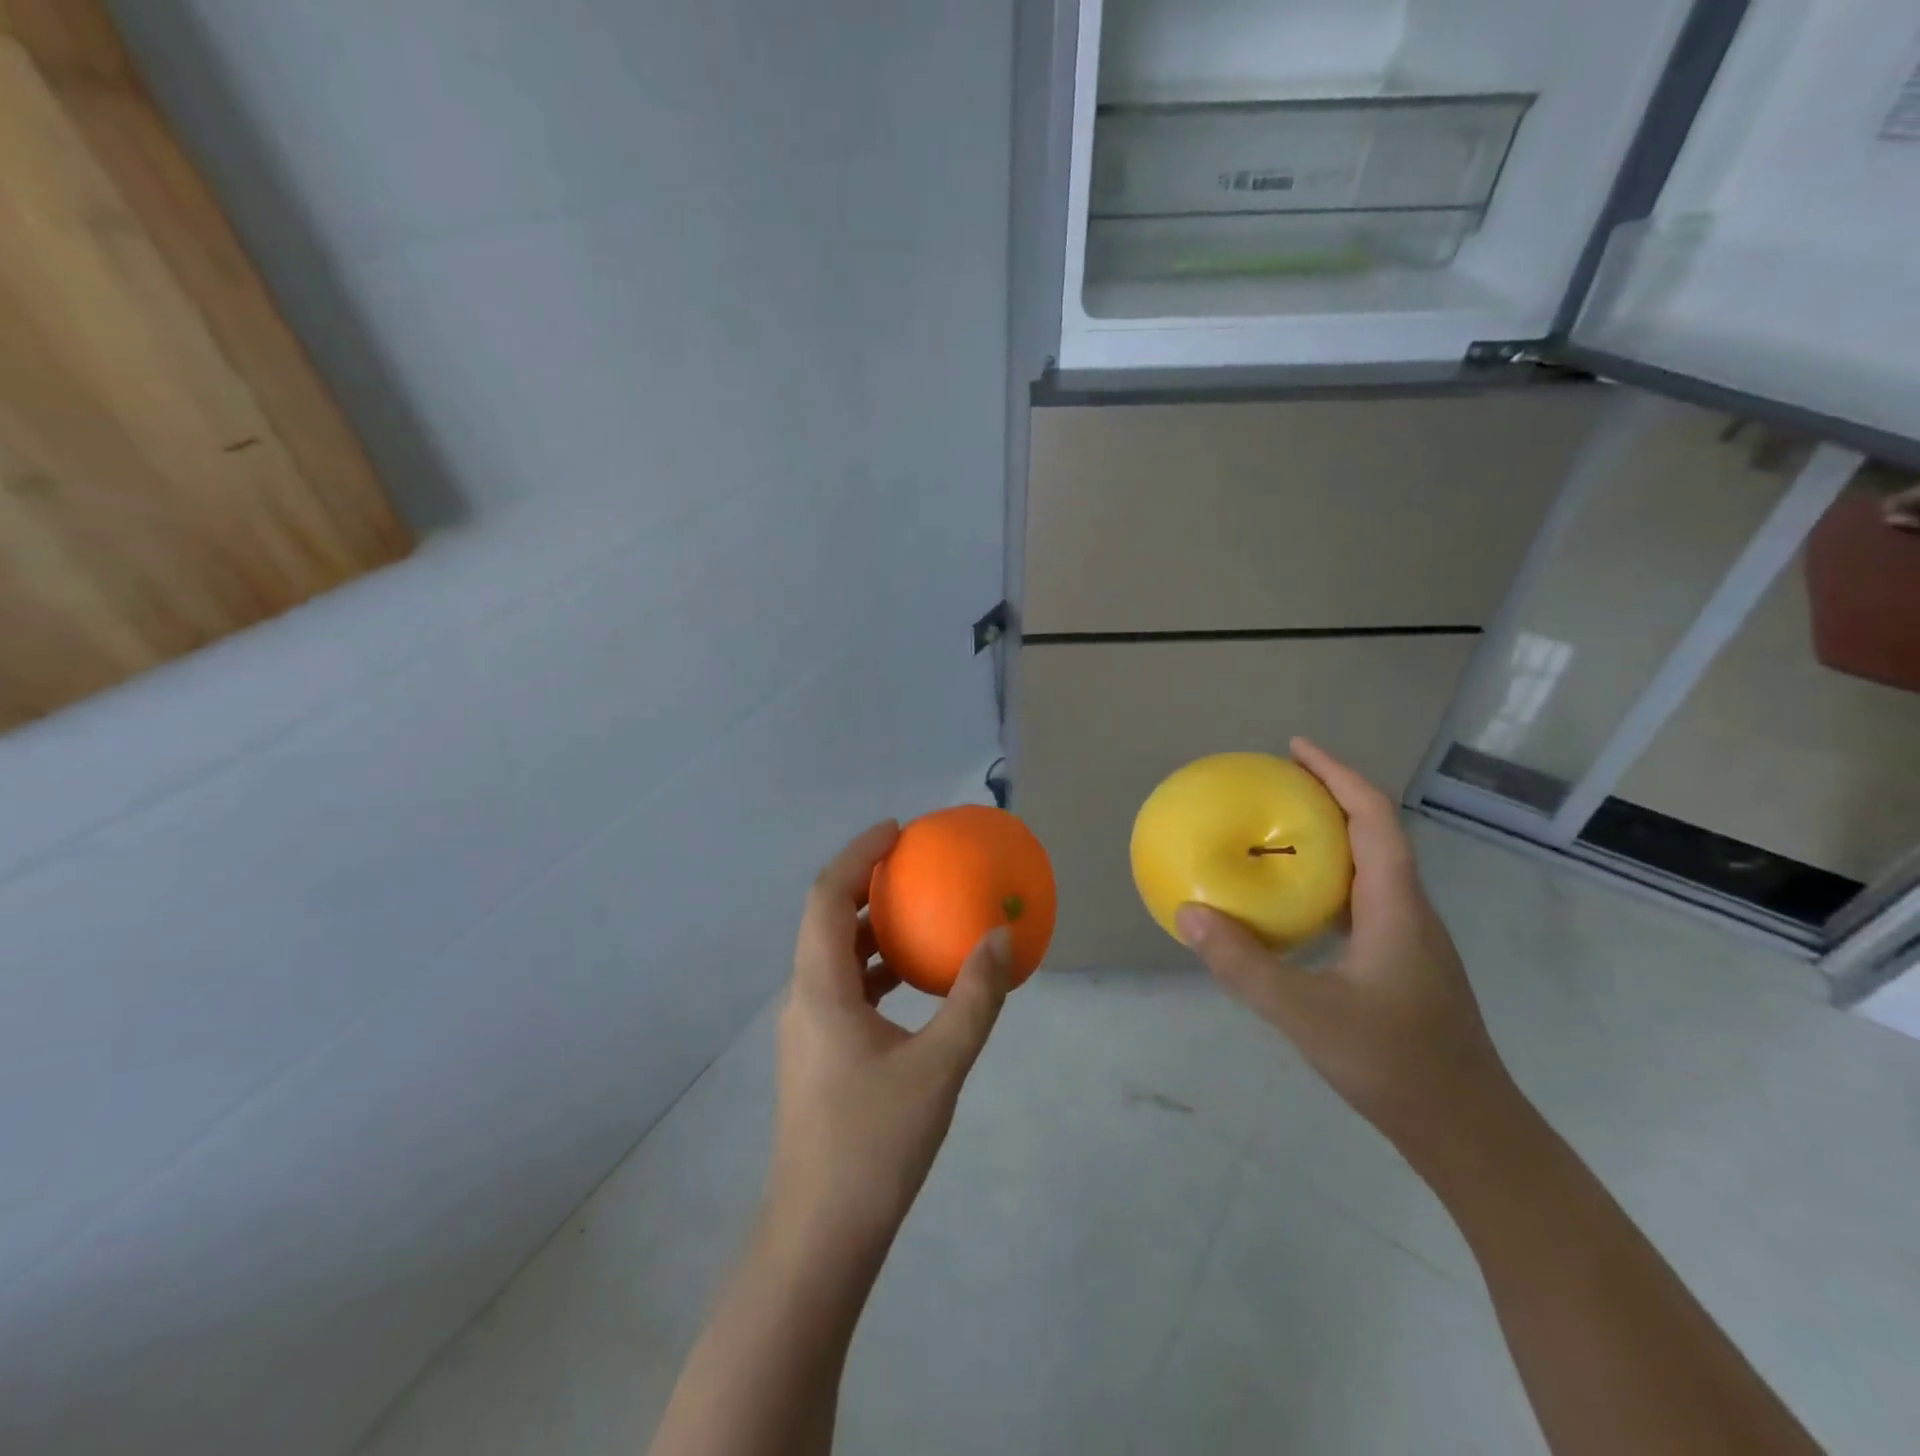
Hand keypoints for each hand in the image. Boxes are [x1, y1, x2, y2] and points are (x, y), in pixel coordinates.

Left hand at [769, 821, 1010, 1256]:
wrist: (821, 1235)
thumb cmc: (875, 1144)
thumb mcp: (939, 1066)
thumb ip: (974, 998)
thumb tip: (1000, 937)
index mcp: (820, 988)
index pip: (827, 896)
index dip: (858, 854)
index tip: (897, 831)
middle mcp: (804, 998)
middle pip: (826, 918)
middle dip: (865, 883)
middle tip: (913, 864)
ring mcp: (807, 1029)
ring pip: (834, 956)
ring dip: (871, 927)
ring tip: (918, 913)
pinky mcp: (817, 1054)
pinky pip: (844, 988)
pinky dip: (876, 968)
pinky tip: (914, 983)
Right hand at [1176, 739, 1519, 1162]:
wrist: (1468, 1132)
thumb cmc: (1395, 1064)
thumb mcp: (1305, 1014)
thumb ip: (1243, 964)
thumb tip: (1189, 913)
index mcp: (1395, 905)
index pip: (1373, 817)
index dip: (1336, 774)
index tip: (1294, 748)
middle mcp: (1407, 910)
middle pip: (1373, 832)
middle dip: (1328, 796)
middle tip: (1273, 784)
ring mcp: (1408, 938)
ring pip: (1368, 867)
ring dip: (1327, 838)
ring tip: (1275, 833)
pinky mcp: (1400, 963)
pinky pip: (1360, 900)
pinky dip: (1324, 881)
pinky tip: (1291, 905)